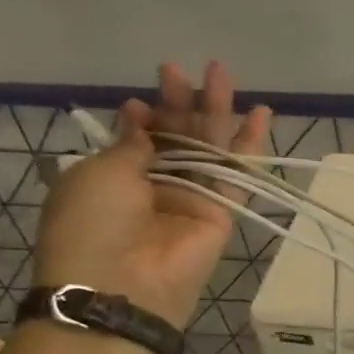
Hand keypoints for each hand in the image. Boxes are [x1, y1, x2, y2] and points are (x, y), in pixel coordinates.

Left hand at [34, 61, 271, 330]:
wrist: (123, 284)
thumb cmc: (93, 223)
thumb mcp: (99, 173)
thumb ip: (132, 145)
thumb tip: (142, 120)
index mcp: (114, 178)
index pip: (138, 138)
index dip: (143, 116)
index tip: (142, 102)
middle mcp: (154, 185)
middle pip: (175, 136)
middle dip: (179, 102)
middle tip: (183, 69)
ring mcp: (191, 198)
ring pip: (208, 147)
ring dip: (215, 110)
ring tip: (221, 71)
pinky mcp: (222, 211)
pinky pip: (237, 172)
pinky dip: (249, 144)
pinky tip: (260, 113)